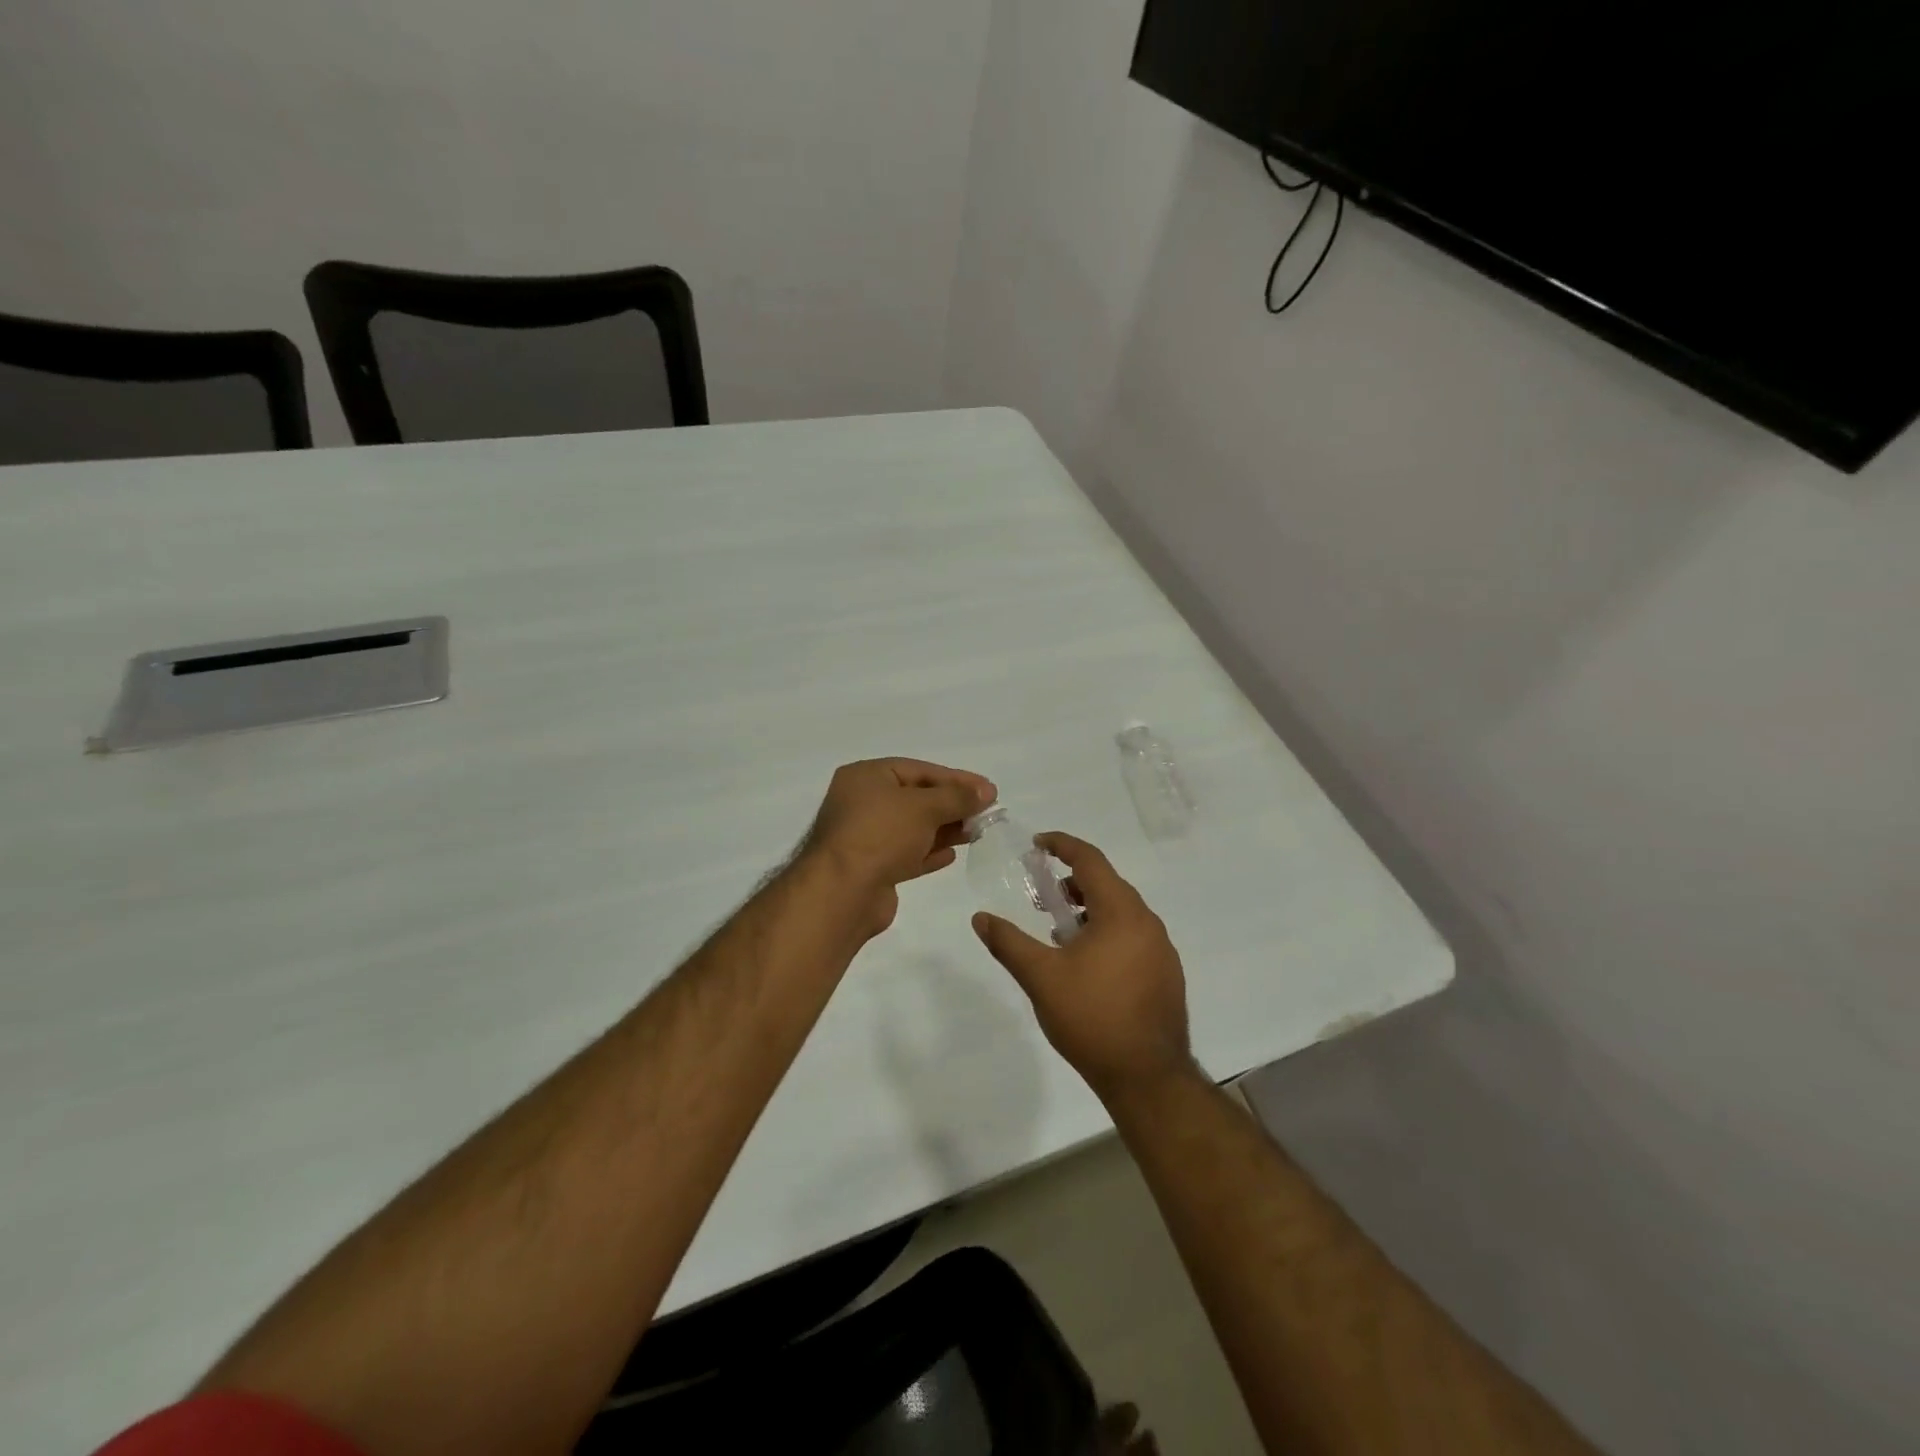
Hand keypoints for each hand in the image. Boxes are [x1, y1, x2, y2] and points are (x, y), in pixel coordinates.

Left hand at [803, 758, 995, 935]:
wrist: (842, 892)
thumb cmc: (881, 834)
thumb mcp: (924, 807)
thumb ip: (957, 797)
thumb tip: (986, 792)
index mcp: (866, 776)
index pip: (919, 770)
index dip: (956, 779)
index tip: (988, 790)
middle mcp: (861, 802)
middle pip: (916, 798)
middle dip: (951, 805)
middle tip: (986, 813)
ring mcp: (864, 837)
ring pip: (912, 827)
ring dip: (944, 829)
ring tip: (976, 833)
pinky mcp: (871, 868)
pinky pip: (905, 854)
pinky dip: (928, 852)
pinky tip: (951, 855)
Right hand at [972, 832, 1195, 1101]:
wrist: (1148, 1078)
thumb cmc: (1092, 1018)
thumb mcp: (1041, 978)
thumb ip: (1009, 943)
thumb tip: (980, 918)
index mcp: (1121, 912)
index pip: (1091, 860)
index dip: (1063, 845)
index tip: (1038, 844)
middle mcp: (1147, 922)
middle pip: (1108, 884)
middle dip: (1073, 882)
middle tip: (1044, 896)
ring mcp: (1162, 949)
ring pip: (1122, 912)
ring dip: (1090, 909)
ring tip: (1061, 933)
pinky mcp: (1167, 974)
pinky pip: (1134, 935)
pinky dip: (1108, 931)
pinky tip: (1088, 963)